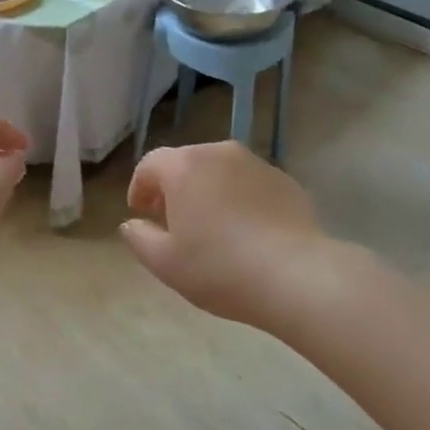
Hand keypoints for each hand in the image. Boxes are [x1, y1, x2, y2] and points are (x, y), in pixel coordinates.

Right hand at [120, 142, 327, 327]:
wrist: (297, 276)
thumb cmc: (220, 268)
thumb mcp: (165, 263)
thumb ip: (139, 238)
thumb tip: (132, 224)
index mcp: (184, 166)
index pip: (150, 164)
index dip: (140, 187)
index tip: (141, 212)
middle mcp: (218, 153)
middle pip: (186, 163)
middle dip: (174, 188)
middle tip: (173, 220)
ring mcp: (256, 164)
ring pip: (219, 171)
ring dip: (208, 191)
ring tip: (211, 226)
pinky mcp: (285, 180)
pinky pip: (249, 184)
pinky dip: (239, 198)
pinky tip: (245, 231)